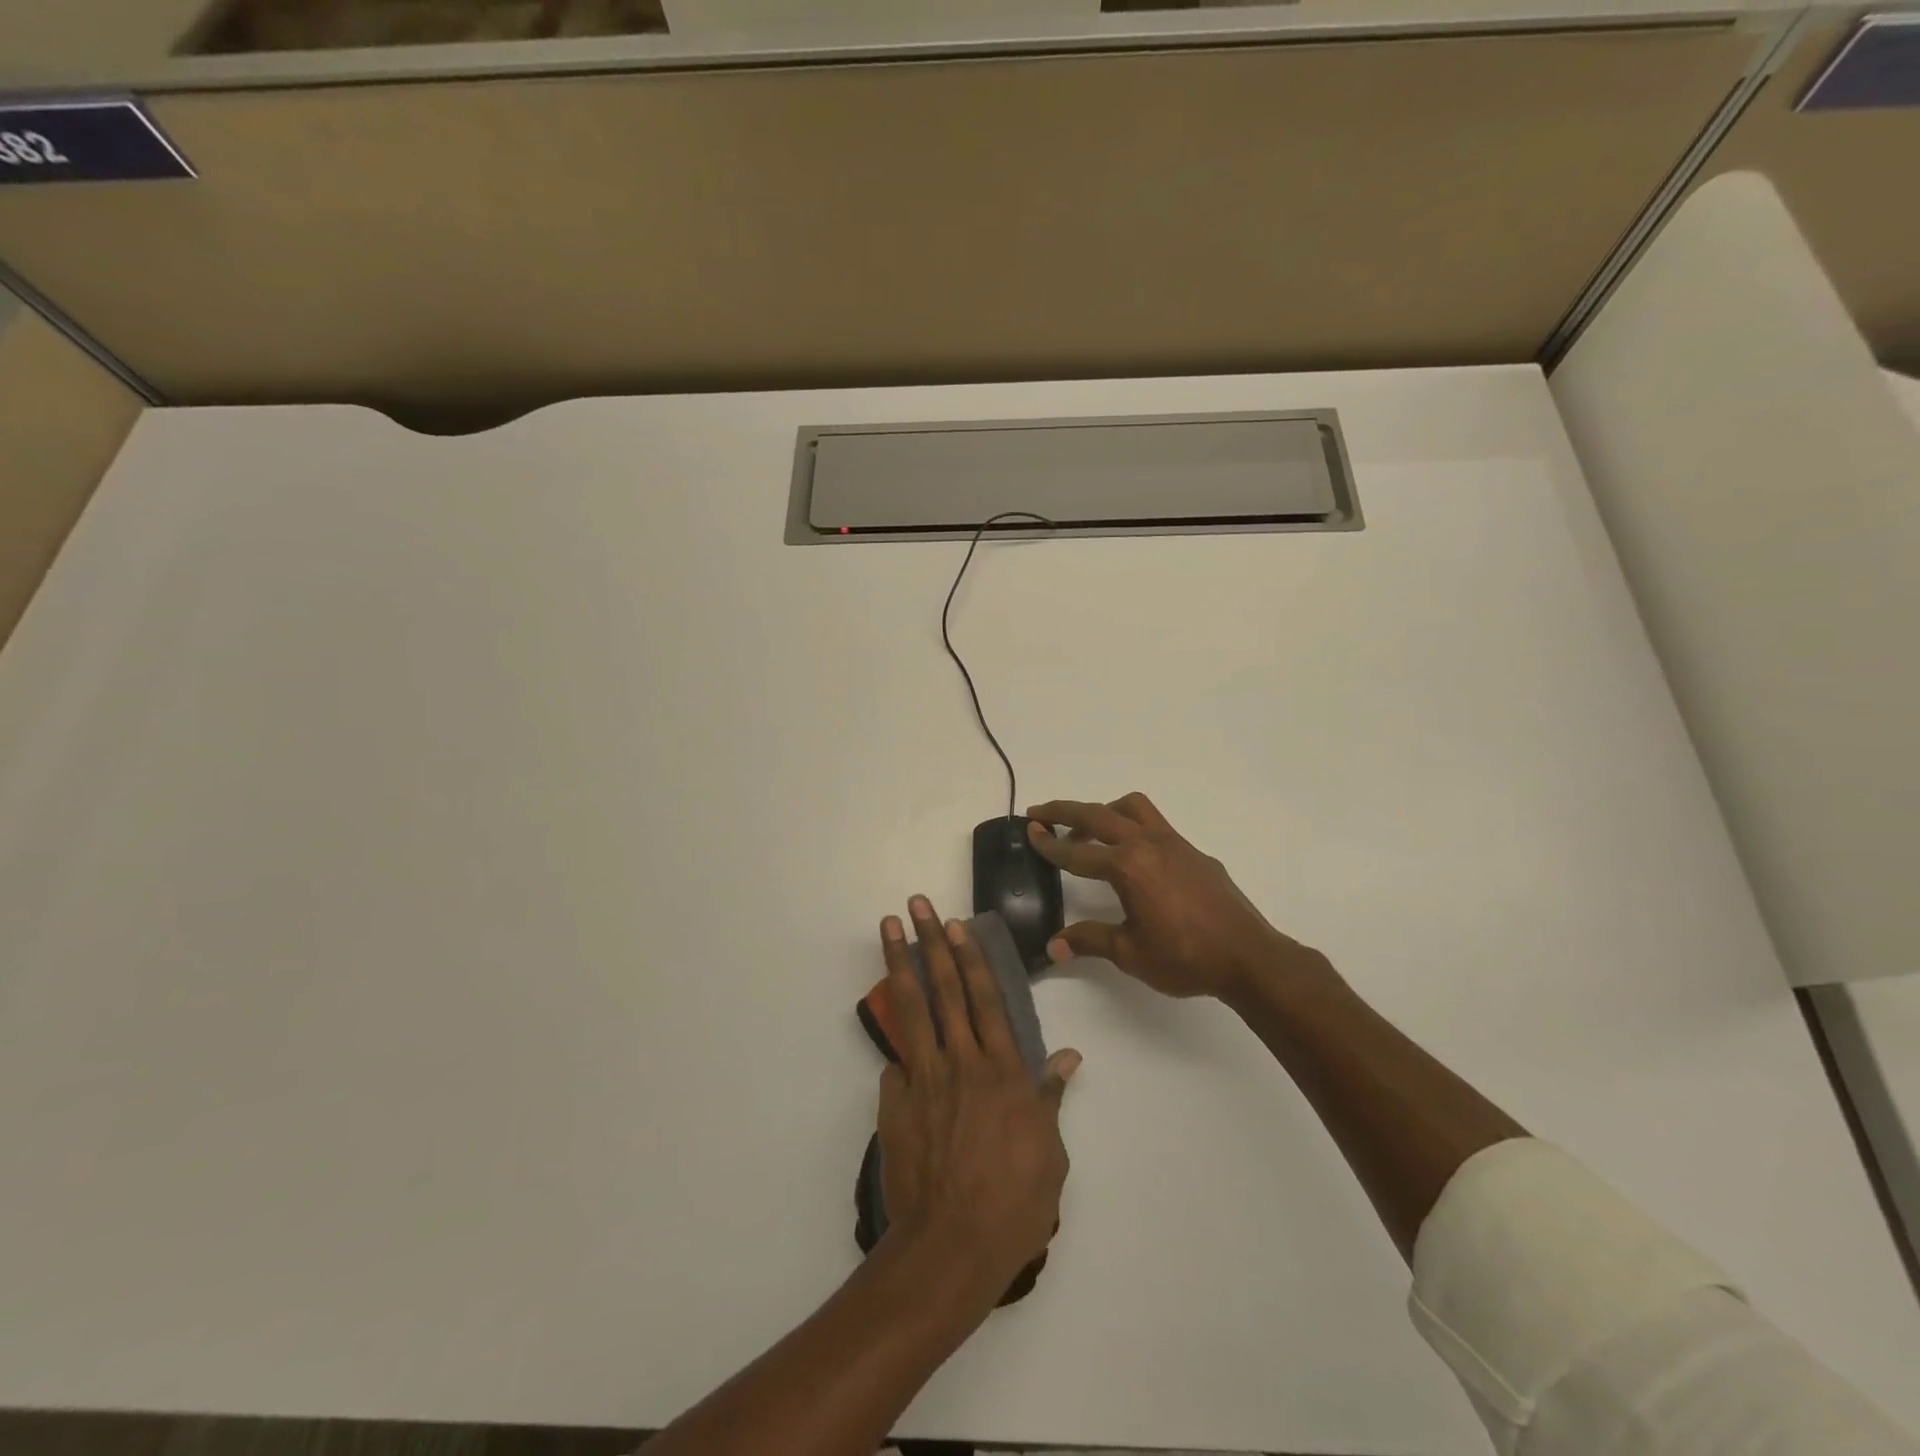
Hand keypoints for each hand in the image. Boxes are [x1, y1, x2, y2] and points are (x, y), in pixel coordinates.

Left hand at [876, 897, 1080, 1295]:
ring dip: (900, 962)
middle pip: (945, 989)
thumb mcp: (1050, 1151)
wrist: (951, 1247)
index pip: (986, 999)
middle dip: (930, 942)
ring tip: (889, 927)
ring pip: (911, 1008)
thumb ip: (1051, 1096)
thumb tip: (1069, 1056)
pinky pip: (896, 1062)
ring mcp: (924, 1079)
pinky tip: (891, 1026)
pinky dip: (895, 1042)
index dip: (971, 957)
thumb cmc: (1014, 1202)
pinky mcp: (896, 1102)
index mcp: (1003, 1070)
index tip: (957, 924)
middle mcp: (962, 1062)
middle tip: (917, 905)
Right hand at [1026, 792, 1317, 1000]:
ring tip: (1088, 829)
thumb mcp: (1130, 954)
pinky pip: (1155, 825)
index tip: (1028, 831)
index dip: (1049, 844)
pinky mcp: (1193, 852)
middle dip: (1065, 811)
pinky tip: (1133, 858)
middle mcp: (1148, 845)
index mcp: (1127, 868)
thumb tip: (1053, 946)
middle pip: (1098, 815)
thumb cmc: (1185, 958)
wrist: (1248, 957)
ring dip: (1104, 811)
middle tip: (1039, 813)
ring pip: (1132, 808)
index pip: (1077, 852)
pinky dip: (1132, 827)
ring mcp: (1175, 844)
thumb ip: (1089, 941)